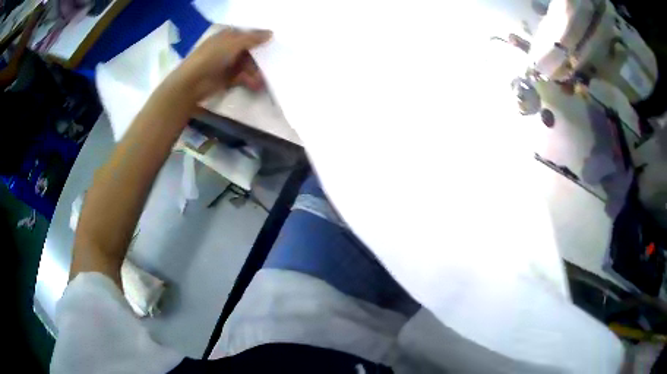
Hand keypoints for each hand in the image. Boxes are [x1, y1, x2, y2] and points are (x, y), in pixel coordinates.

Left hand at [171, 28, 272, 102]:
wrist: (192, 82)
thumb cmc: (212, 56)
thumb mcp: (234, 43)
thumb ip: (253, 38)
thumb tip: (271, 33)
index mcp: (227, 36)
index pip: (247, 35)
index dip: (259, 39)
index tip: (273, 45)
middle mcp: (227, 49)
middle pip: (248, 52)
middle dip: (260, 59)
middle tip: (272, 64)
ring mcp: (226, 64)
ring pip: (246, 66)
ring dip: (256, 72)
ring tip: (264, 80)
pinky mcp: (226, 79)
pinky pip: (242, 78)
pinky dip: (249, 81)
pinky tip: (257, 85)